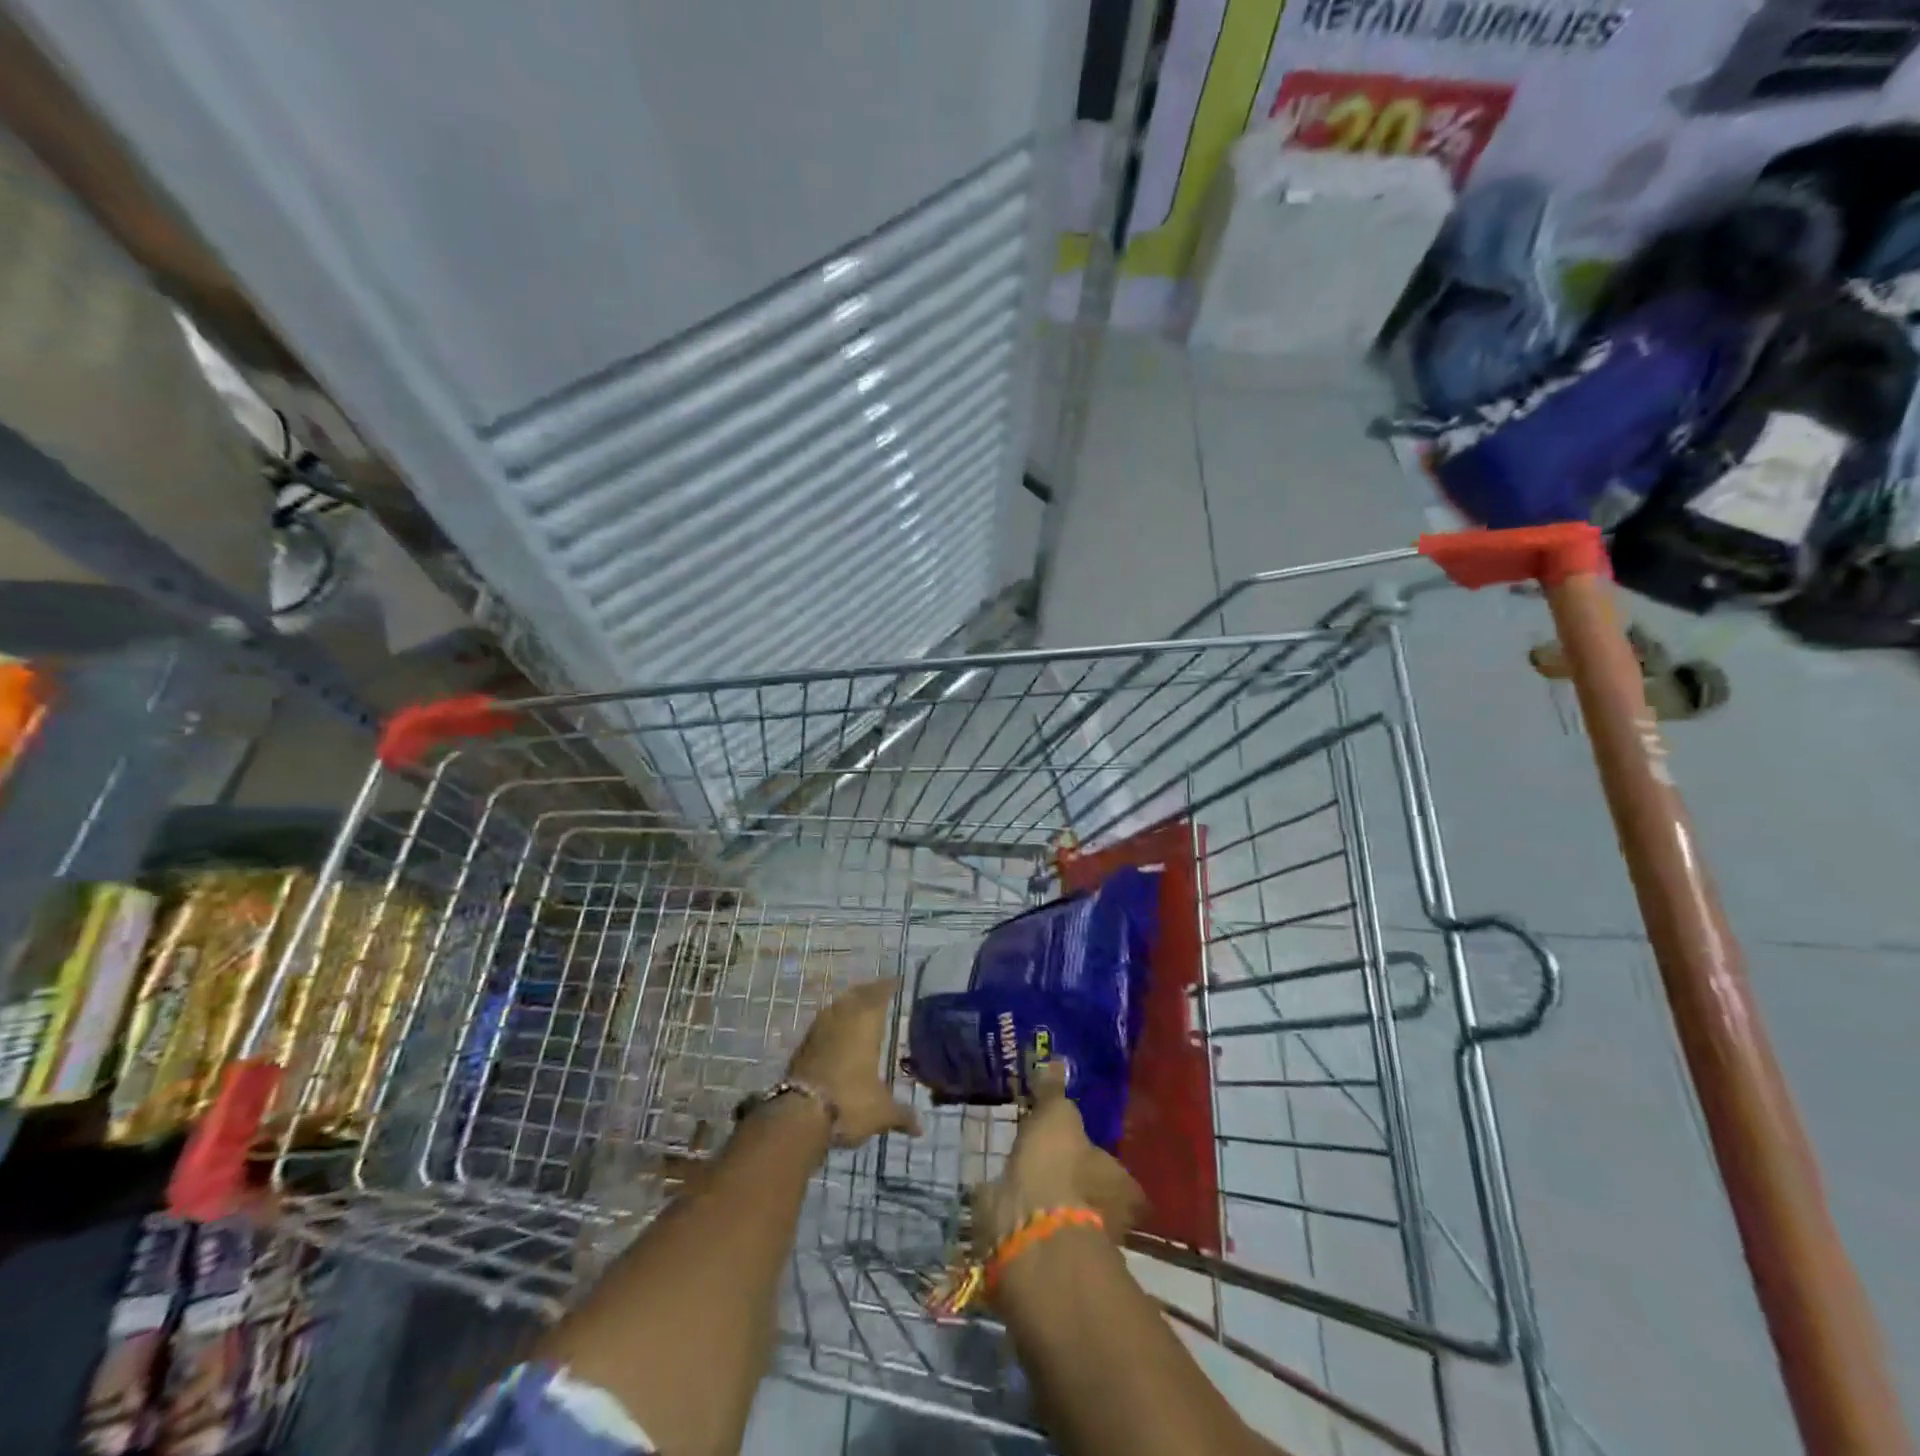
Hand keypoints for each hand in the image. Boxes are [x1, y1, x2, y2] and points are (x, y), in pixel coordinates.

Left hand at [787, 977, 922, 1146]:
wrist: (799, 1114)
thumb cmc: (850, 1102)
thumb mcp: (881, 1112)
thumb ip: (902, 1115)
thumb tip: (921, 1128)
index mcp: (866, 1023)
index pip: (879, 994)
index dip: (888, 986)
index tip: (897, 981)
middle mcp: (843, 1018)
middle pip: (857, 994)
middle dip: (869, 990)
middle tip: (879, 990)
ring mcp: (820, 1029)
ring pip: (837, 1005)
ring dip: (849, 1002)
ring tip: (858, 1005)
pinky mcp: (803, 1045)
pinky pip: (824, 1021)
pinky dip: (833, 1019)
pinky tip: (837, 1030)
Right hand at [973, 1063, 1144, 1250]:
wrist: (1029, 1228)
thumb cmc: (1058, 1165)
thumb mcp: (1057, 1115)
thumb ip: (1055, 1092)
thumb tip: (1057, 1061)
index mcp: (1123, 1186)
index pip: (1121, 1174)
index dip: (1103, 1163)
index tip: (1084, 1149)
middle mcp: (1109, 1218)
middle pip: (1095, 1195)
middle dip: (1075, 1180)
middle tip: (1054, 1159)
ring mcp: (1077, 1241)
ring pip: (1067, 1214)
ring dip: (1051, 1198)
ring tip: (1027, 1174)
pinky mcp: (1045, 1254)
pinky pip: (1038, 1227)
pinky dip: (1026, 1214)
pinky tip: (1009, 1196)